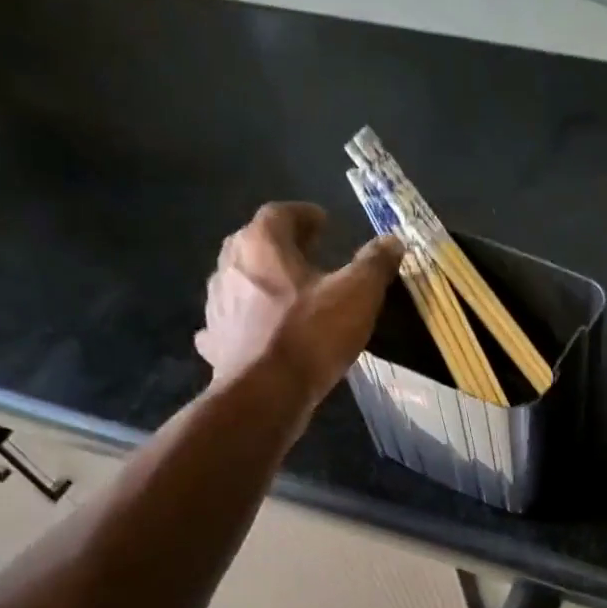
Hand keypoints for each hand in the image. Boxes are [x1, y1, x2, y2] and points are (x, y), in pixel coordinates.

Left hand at [194, 202, 402, 404]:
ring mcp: (216, 304)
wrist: (266, 393)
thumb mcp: (357, 295)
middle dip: (280, 246)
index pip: (280, 213)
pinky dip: (241, 321)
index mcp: (262, 244)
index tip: (324, 223)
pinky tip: (254, 331)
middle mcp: (230, 265)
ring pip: (238, 281)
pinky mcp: (214, 341)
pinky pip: (227, 322)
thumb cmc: (312, 335)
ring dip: (260, 282)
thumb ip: (374, 264)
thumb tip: (392, 241)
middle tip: (306, 255)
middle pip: (253, 243)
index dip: (304, 215)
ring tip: (287, 294)